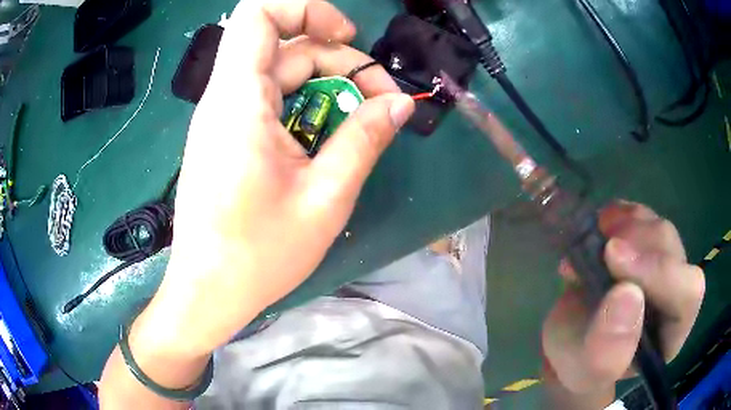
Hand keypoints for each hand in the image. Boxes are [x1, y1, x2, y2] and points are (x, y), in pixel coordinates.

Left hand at [139, 0, 413, 357]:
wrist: (208, 291)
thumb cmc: (258, 255)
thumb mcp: (325, 197)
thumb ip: (364, 138)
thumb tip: (400, 103)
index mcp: (239, 100)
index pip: (259, 14)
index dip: (306, 9)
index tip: (346, 36)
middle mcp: (225, 99)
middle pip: (287, 48)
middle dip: (340, 62)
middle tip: (381, 103)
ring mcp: (224, 118)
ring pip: (281, 75)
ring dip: (327, 88)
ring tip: (361, 124)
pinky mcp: (227, 138)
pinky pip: (270, 101)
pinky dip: (306, 107)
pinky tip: (327, 140)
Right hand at [542, 202, 704, 401]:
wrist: (572, 343)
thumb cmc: (580, 364)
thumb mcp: (584, 371)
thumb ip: (605, 352)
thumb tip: (627, 295)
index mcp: (671, 332)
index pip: (689, 293)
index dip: (660, 271)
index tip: (612, 257)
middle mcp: (674, 292)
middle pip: (673, 250)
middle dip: (636, 244)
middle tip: (599, 250)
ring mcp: (662, 262)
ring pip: (658, 227)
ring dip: (624, 228)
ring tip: (593, 245)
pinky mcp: (644, 243)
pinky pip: (641, 214)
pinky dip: (617, 215)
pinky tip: (599, 230)